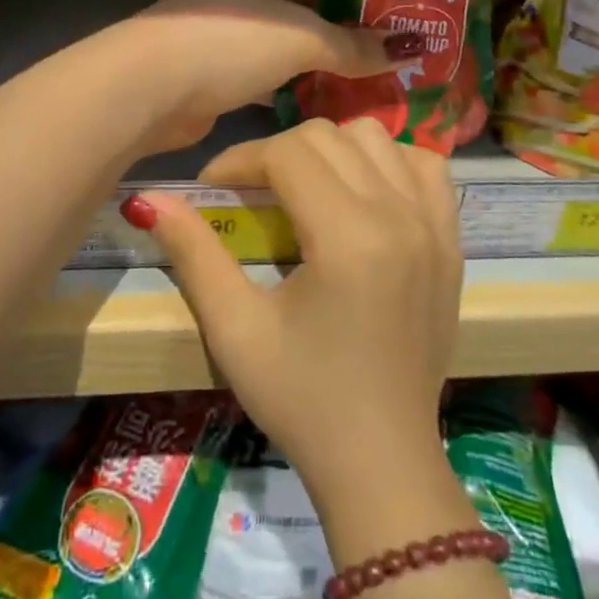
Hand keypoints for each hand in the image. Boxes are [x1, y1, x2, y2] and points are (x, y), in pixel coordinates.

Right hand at [125, 120, 462, 502]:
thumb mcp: (235, 330)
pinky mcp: (452, 240)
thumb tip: (146, 200)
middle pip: (329, 136)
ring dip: (332, 150)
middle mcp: (399, 216)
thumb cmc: (302, 400)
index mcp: (348, 237)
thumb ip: (193, 253)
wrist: (381, 462)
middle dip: (278, 152)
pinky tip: (364, 193)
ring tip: (305, 188)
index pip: (287, 153)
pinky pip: (424, 166)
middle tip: (251, 192)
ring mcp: (434, 224)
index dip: (239, 159)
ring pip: (376, 138)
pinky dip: (389, 162)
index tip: (213, 188)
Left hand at [136, 0, 419, 149]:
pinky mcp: (231, 53)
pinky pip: (282, 50)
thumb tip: (408, 50)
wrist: (150, 90)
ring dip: (335, 28)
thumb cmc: (228, 41)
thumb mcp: (301, 37)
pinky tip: (348, 76)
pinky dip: (310, 62)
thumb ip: (355, 46)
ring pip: (298, 13)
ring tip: (389, 39)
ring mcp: (238, 14)